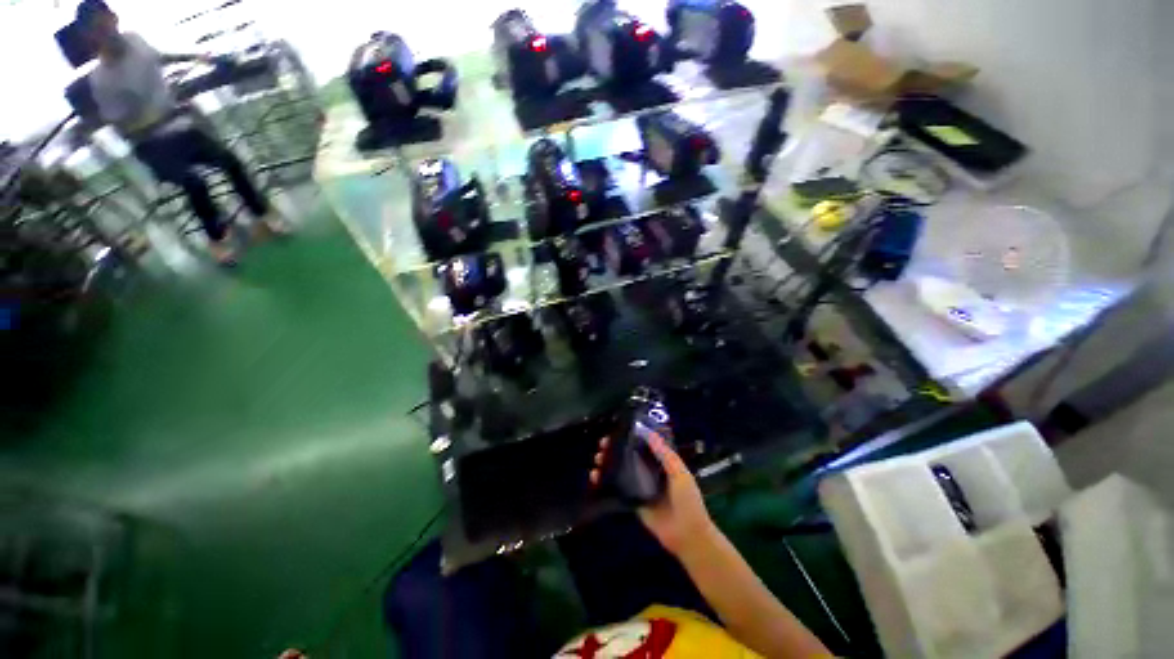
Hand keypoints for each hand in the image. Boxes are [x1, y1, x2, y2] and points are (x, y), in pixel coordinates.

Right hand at [590, 434, 715, 556]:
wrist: (686, 535)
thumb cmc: (687, 501)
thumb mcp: (680, 473)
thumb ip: (665, 454)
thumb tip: (649, 433)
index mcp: (661, 463)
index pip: (643, 446)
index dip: (630, 438)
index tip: (616, 431)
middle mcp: (649, 472)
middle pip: (629, 457)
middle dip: (615, 450)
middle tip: (602, 445)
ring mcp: (639, 487)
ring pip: (621, 471)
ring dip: (608, 464)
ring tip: (597, 459)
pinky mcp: (632, 501)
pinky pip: (617, 489)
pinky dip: (605, 483)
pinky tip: (595, 477)